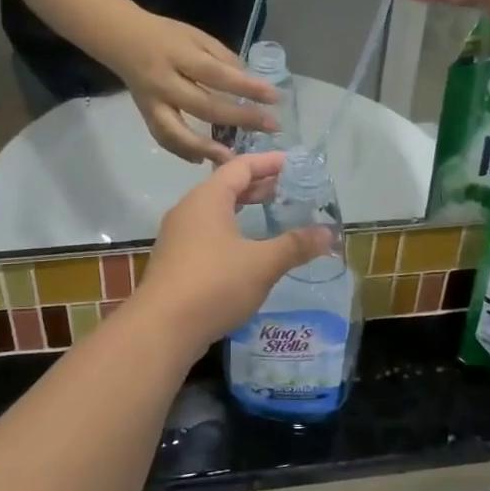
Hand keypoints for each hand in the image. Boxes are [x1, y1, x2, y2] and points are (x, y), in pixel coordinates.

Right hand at [102, 11, 278, 163]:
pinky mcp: (146, 115)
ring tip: (233, 159)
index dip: (246, 87)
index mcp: (180, 55)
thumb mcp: (197, 36)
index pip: (217, 74)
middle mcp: (165, 82)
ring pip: (178, 131)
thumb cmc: (167, 35)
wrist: (122, 39)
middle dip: (240, 118)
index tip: (274, 97)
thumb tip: (249, 82)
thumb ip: (222, 58)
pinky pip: (163, 138)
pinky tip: (202, 160)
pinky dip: (182, 151)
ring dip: (206, 148)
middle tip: (270, 126)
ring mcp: (153, 103)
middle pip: (204, 106)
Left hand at [132, 154, 331, 347]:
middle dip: (257, 186)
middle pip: (226, 187)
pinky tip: (246, 251)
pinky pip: (207, 234)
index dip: (268, 162)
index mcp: (207, 198)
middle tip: (287, 189)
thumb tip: (328, 234)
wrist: (162, 328)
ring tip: (270, 215)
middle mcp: (188, 210)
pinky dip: (230, 232)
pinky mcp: (175, 261)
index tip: (293, 163)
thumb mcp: (262, 264)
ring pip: (215, 212)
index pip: (240, 166)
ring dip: (243, 210)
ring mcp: (178, 236)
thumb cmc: (214, 284)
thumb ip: (295, 246)